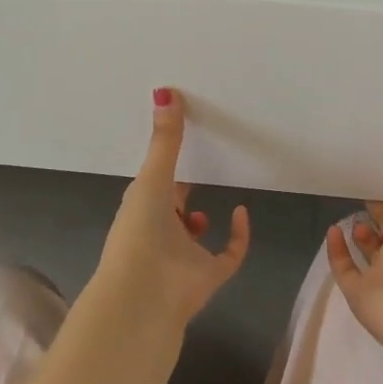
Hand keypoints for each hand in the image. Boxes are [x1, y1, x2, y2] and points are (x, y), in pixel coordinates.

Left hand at [95, 88, 249, 330]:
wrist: (145, 294)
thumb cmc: (140, 230)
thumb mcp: (152, 177)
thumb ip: (165, 138)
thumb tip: (165, 90)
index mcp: (141, 209)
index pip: (151, 186)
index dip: (163, 168)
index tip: (177, 144)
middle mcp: (160, 231)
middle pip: (172, 209)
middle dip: (181, 192)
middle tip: (201, 163)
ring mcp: (184, 255)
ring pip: (194, 236)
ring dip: (199, 219)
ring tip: (215, 194)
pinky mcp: (209, 274)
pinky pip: (228, 254)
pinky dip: (238, 236)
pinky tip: (241, 212)